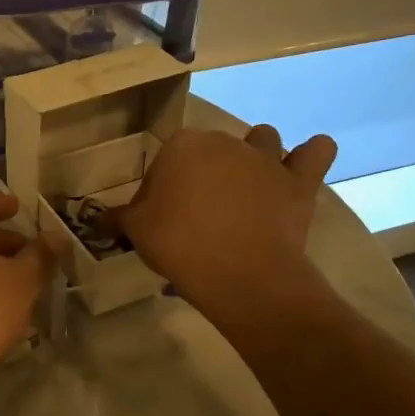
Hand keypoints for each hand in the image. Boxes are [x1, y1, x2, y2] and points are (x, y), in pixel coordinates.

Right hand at [111, 125, 336, 313]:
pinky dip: (310, 155)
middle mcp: (226, 142)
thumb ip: (118, 218)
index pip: (165, 163)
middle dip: (204, 175)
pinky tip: (299, 168)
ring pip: (262, 140)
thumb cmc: (180, 245)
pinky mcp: (300, 181)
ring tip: (245, 189)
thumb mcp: (136, 231)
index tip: (161, 220)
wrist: (241, 275)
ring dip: (255, 156)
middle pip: (211, 152)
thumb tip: (98, 219)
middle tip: (197, 215)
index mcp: (183, 146)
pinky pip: (316, 151)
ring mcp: (267, 159)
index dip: (160, 192)